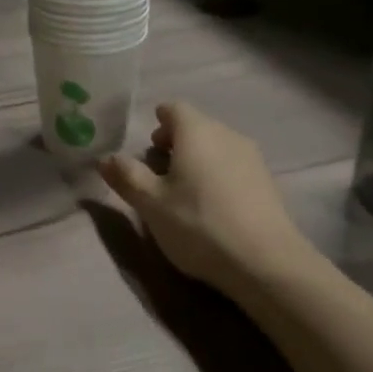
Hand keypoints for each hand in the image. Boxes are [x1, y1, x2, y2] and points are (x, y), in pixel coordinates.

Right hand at [99, 101, 317, 293]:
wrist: (266, 263)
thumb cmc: (198, 224)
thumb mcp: (151, 203)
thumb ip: (126, 176)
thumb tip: (105, 158)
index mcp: (196, 131)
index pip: (173, 109)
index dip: (157, 123)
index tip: (148, 146)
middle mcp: (226, 134)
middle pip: (196, 126)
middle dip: (174, 143)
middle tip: (158, 172)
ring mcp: (252, 157)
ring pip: (216, 146)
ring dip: (197, 160)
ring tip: (183, 192)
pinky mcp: (267, 182)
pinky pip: (233, 166)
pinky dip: (217, 175)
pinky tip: (212, 206)